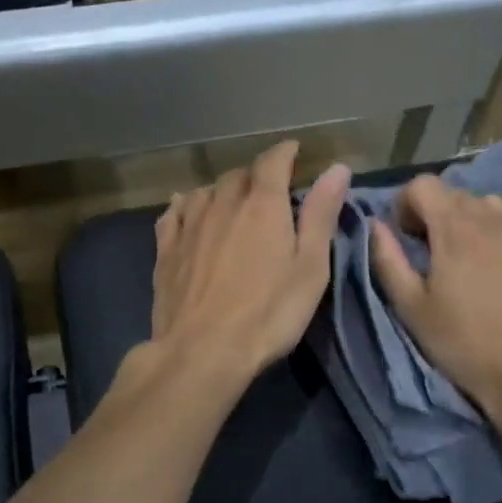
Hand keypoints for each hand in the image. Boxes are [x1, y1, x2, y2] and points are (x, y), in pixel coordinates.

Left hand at [147, 141, 350, 388]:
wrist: (202, 350)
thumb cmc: (269, 313)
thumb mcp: (310, 268)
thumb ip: (321, 215)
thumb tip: (336, 169)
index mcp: (262, 205)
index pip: (273, 162)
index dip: (285, 153)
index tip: (294, 152)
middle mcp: (222, 204)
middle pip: (237, 175)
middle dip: (255, 176)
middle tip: (268, 191)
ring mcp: (189, 226)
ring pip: (205, 191)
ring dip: (221, 191)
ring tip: (231, 202)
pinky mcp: (165, 250)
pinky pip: (173, 214)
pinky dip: (185, 206)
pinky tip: (186, 211)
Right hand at [369, 175, 501, 427]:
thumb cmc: (463, 344)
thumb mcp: (411, 308)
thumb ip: (388, 260)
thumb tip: (375, 225)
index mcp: (454, 228)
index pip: (423, 185)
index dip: (406, 204)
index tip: (405, 235)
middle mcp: (493, 218)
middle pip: (457, 194)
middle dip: (437, 214)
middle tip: (433, 252)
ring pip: (494, 204)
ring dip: (475, 220)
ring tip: (472, 255)